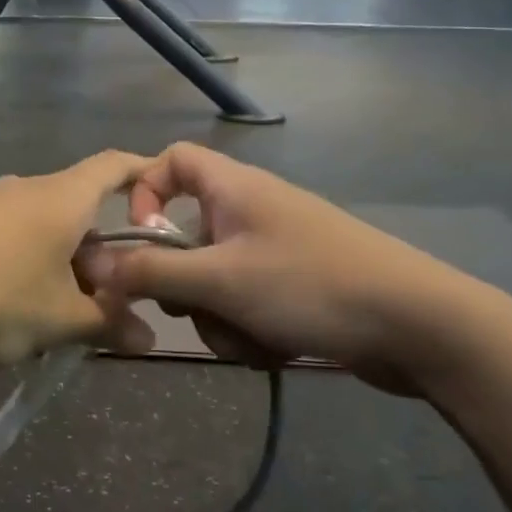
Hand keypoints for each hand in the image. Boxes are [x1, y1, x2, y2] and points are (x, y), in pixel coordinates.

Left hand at [0, 151, 157, 368]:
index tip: (161, 194)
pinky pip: (5, 235)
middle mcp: (24, 188)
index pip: (113, 166)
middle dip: (97, 253)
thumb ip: (107, 324)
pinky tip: (7, 306)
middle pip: (76, 209)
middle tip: (100, 302)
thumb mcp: (59, 320)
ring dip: (58, 263)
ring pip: (40, 226)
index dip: (142, 174)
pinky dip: (23, 262)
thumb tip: (148, 340)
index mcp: (60, 198)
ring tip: (53, 314)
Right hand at [79, 143, 485, 393]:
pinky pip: (247, 302)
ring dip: (219, 317)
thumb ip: (152, 271)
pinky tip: (274, 351)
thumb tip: (93, 264)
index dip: (145, 192)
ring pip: (215, 279)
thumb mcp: (220, 281)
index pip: (171, 161)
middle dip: (184, 284)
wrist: (419, 325)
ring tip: (250, 340)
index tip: (139, 239)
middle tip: (198, 308)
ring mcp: (275, 248)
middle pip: (186, 235)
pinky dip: (249, 328)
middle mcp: (251, 209)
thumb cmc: (310, 285)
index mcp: (232, 188)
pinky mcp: (296, 284)